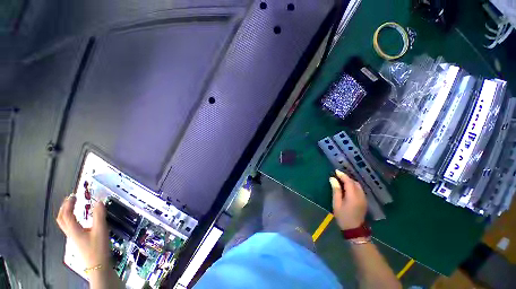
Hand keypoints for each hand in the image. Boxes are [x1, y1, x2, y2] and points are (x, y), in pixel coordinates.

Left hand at [56, 195, 110, 267]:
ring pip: (64, 223)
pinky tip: (80, 219)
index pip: (67, 214)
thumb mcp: (101, 230)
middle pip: (61, 219)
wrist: (97, 266)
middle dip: (64, 207)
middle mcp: (71, 233)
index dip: (69, 204)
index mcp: (74, 230)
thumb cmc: (97, 248)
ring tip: (73, 206)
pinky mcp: (78, 240)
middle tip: (71, 199)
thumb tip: (99, 201)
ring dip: (66, 213)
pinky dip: (72, 219)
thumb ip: (99, 215)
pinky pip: (70, 227)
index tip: (74, 195)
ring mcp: (73, 237)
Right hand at [329, 170, 366, 229]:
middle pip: (355, 182)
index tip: (336, 171)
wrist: (354, 230)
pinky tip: (347, 188)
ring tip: (341, 181)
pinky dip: (353, 186)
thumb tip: (332, 179)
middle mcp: (360, 195)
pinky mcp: (364, 201)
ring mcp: (364, 199)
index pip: (349, 181)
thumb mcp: (336, 203)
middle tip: (337, 176)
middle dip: (346, 177)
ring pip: (358, 186)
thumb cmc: (343, 217)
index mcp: (353, 196)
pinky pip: (359, 190)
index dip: (342, 175)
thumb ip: (336, 190)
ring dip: (350, 181)